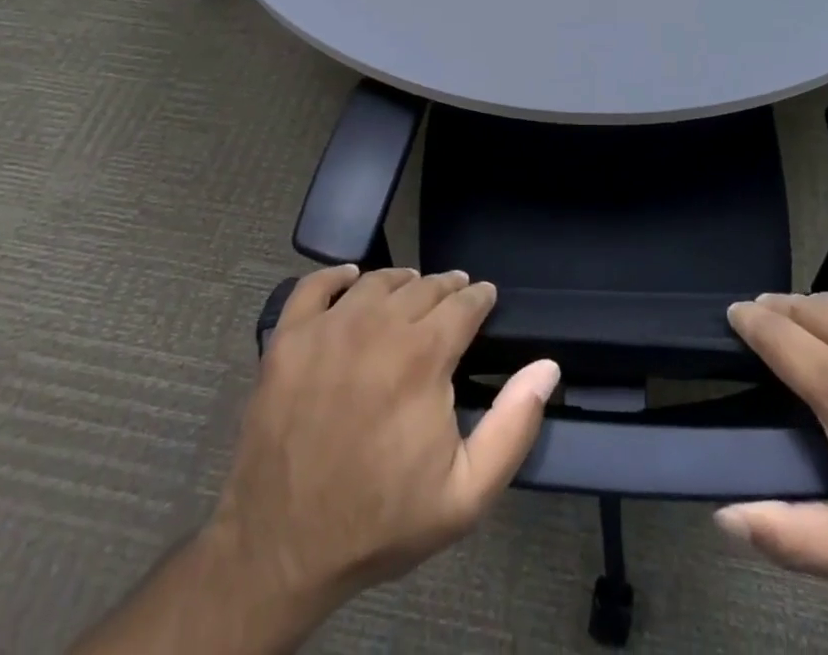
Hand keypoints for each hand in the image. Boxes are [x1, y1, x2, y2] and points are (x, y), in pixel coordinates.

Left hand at [215, 266, 560, 627]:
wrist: (281, 551)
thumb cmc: (380, 521)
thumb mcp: (465, 494)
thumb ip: (513, 426)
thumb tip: (547, 367)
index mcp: (423, 356)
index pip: (463, 304)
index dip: (479, 297)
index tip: (485, 297)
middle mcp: (376, 327)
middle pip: (422, 286)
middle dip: (446, 287)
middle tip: (454, 295)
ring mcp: (327, 329)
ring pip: (376, 281)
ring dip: (402, 280)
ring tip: (412, 288)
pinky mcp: (287, 340)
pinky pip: (313, 287)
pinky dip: (335, 276)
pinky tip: (350, 280)